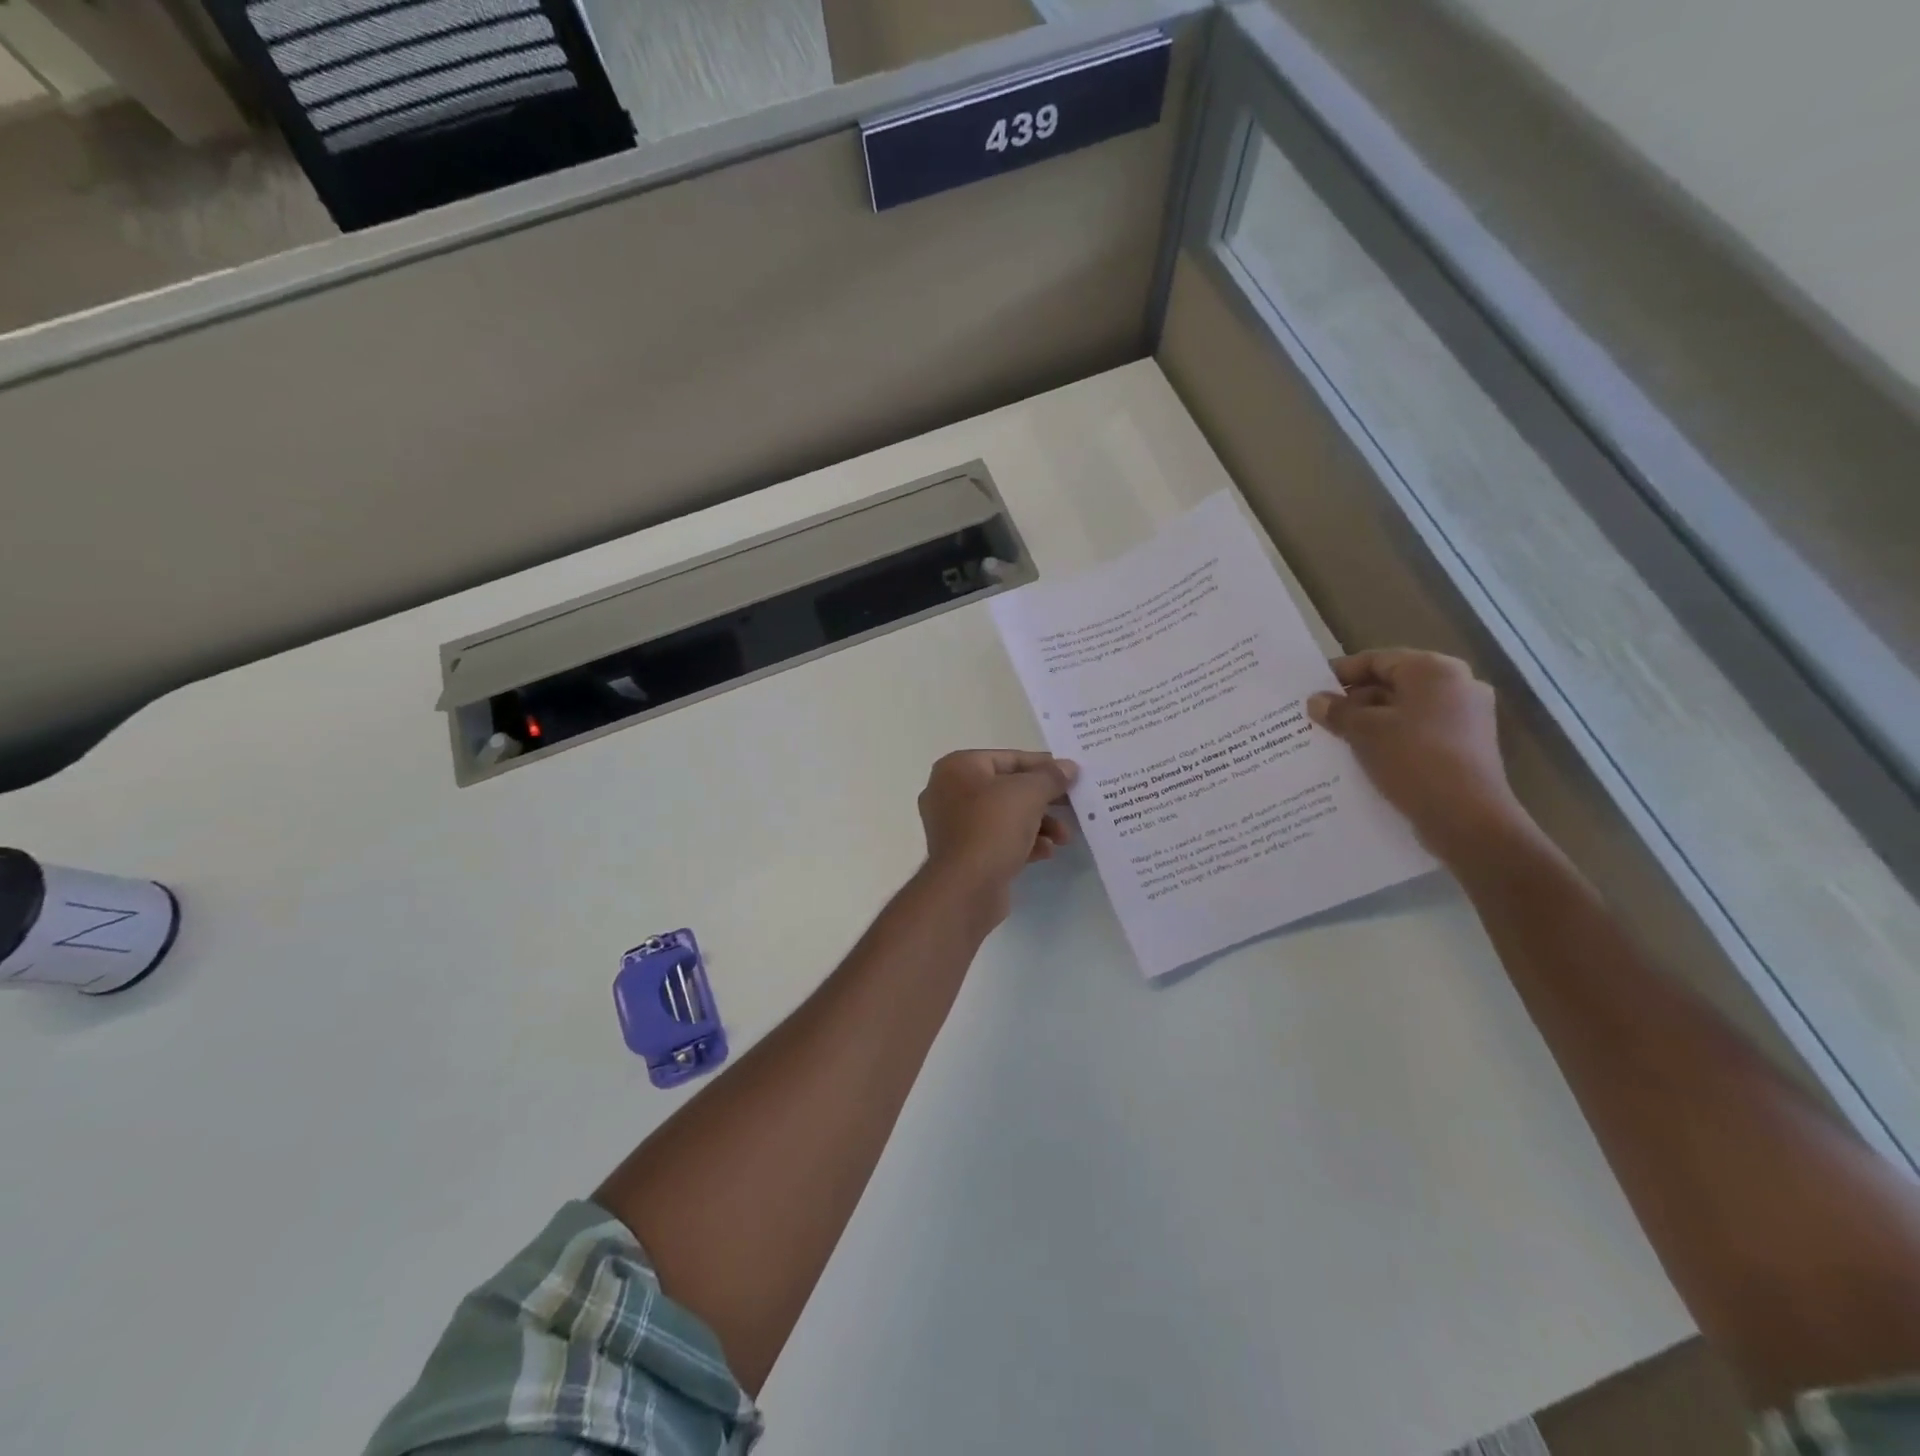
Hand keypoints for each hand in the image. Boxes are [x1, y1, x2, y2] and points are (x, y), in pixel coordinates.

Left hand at [917, 750, 1078, 920]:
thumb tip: (1068, 767)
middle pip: (1008, 788)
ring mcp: (954, 826)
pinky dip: (1023, 843)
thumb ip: (1051, 777)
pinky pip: (998, 839)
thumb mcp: (1029, 793)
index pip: (1008, 758)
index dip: (1043, 765)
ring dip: (1039, 824)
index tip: (1072, 775)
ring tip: (1065, 837)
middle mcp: (949, 792)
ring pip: (1005, 816)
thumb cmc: (993, 827)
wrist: (965, 888)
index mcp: (957, 768)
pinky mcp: (963, 855)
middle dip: (1044, 800)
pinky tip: (1047, 852)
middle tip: (1073, 806)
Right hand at [1306, 649, 1530, 863]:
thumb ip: (1338, 711)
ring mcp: (1465, 717)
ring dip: (1370, 722)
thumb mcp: (1364, 732)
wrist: (1467, 819)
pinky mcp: (1465, 746)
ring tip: (1336, 740)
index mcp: (1434, 671)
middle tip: (1320, 718)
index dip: (1341, 672)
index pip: (1377, 660)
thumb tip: (1316, 700)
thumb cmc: (1413, 760)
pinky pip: (1418, 732)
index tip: (1312, 689)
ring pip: (1404, 710)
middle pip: (1392, 683)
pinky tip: (1364, 757)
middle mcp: (1456, 686)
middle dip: (1354, 700)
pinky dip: (1390, 738)